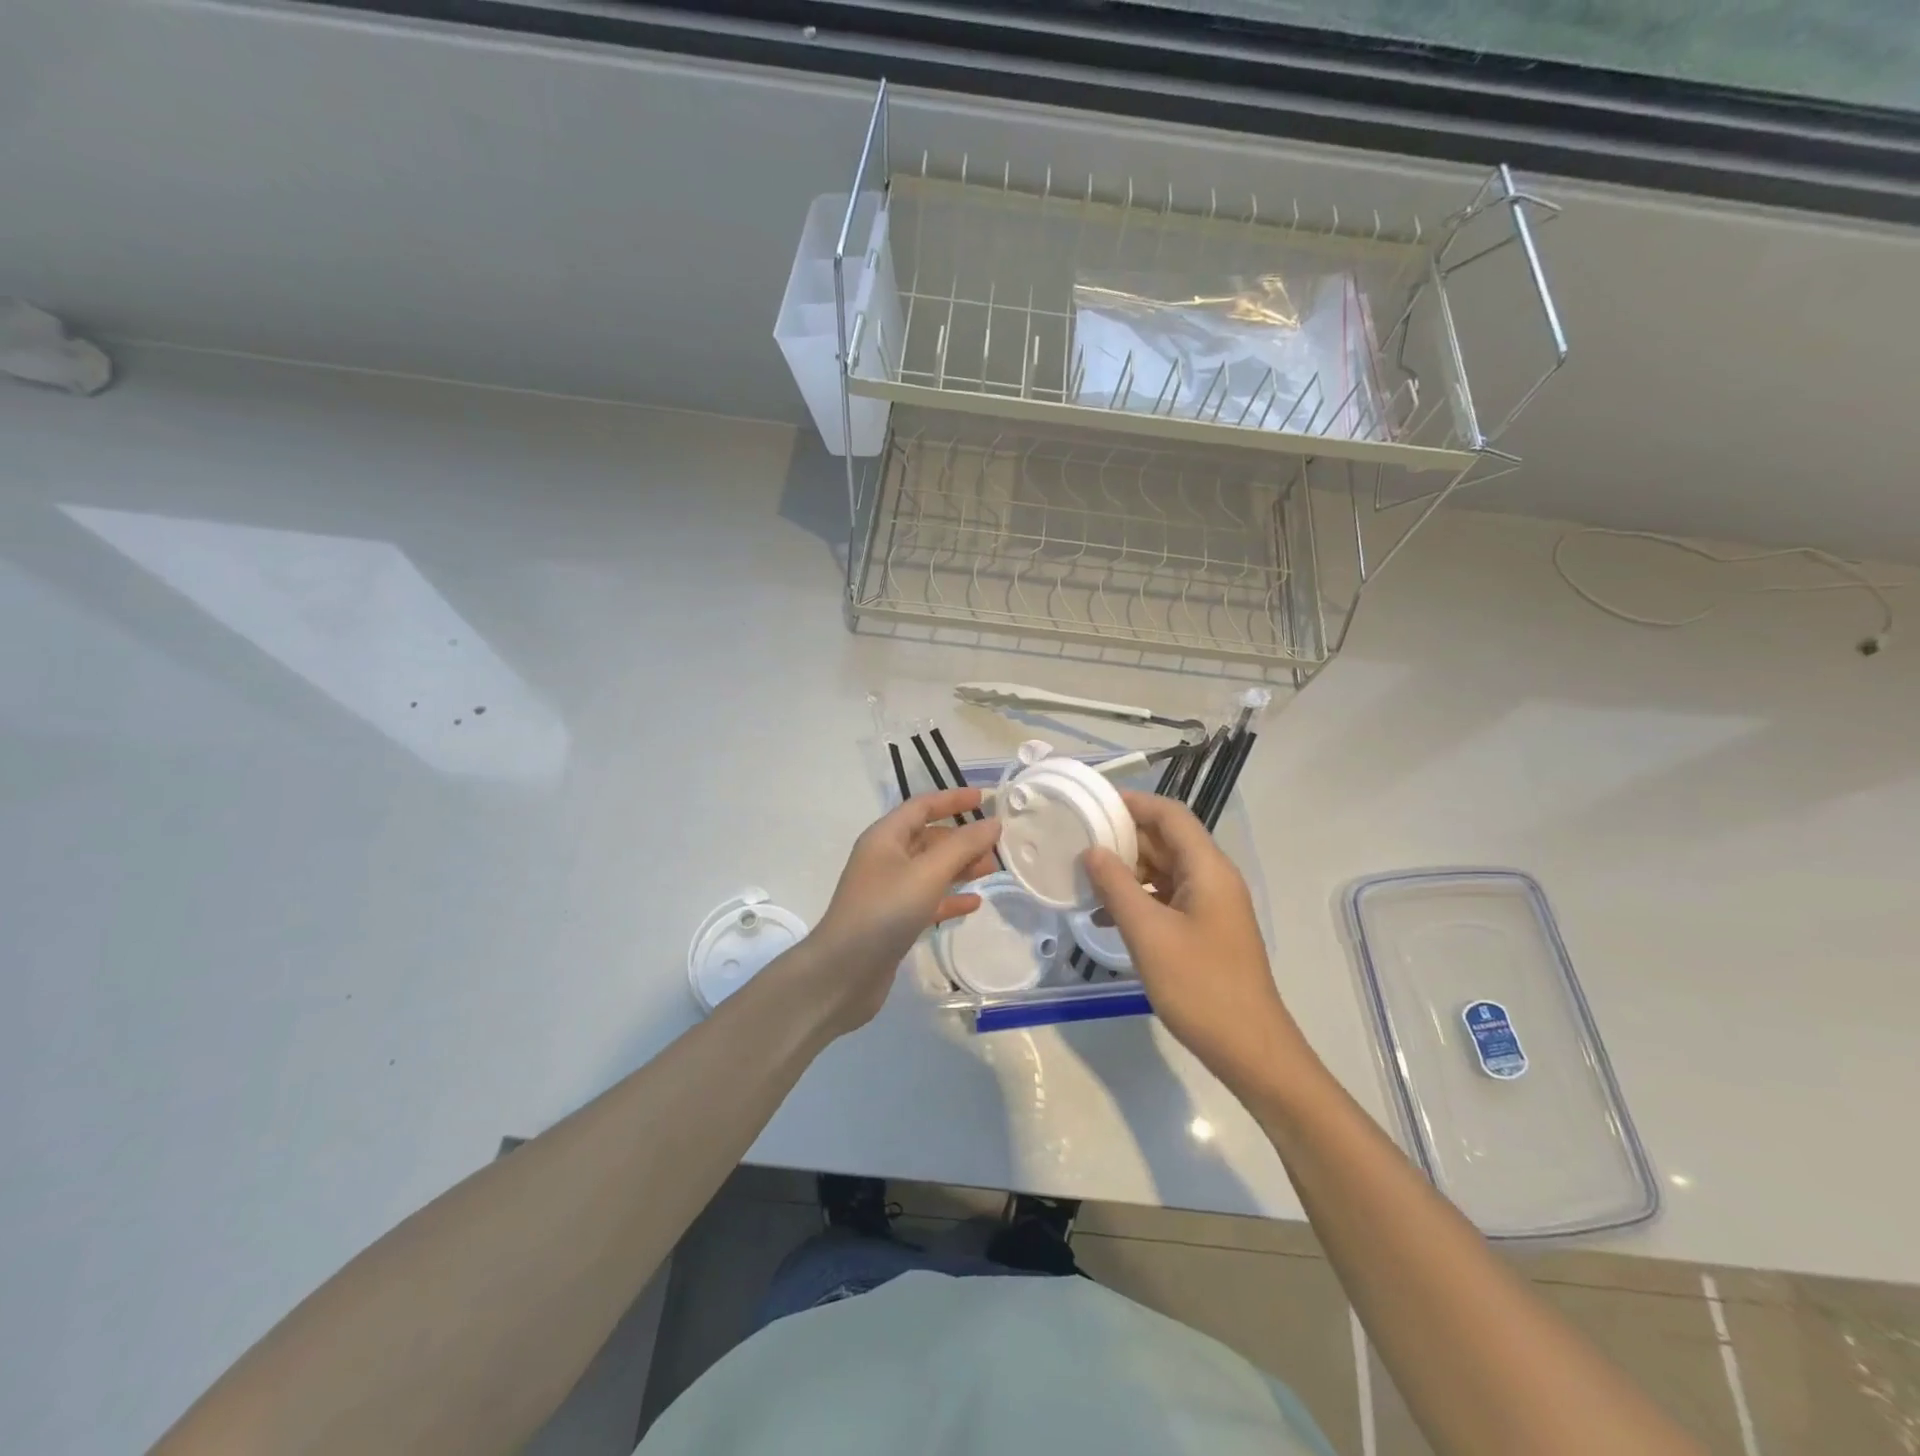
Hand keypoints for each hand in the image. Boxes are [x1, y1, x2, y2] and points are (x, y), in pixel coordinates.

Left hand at [802, 788, 1002, 1035]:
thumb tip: (992, 823)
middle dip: (963, 838)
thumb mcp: (928, 873)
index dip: (952, 799)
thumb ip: (963, 845)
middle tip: (998, 844)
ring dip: (960, 867)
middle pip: (929, 838)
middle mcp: (885, 859)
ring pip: (931, 869)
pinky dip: (950, 898)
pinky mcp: (894, 920)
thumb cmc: (884, 911)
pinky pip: (928, 900)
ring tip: (993, 869)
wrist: (844, 973)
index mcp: (885, 837)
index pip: (922, 806)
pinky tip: (974, 903)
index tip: (985, 798)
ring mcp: (888, 891)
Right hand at [1082, 791, 1308, 1092]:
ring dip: (1126, 872)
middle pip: (1166, 841)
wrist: (1249, 1049)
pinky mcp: (1205, 931)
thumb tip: (1092, 851)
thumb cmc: (1199, 985)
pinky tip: (1104, 918)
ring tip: (1084, 878)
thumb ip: (1117, 887)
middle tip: (1078, 841)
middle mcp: (1212, 879)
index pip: (1170, 815)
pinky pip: (1166, 900)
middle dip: (1123, 838)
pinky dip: (1137, 900)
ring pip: (1163, 871)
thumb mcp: (1148, 933)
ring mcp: (1210, 906)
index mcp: (1207, 869)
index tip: (1092, 804)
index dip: (1133, 803)